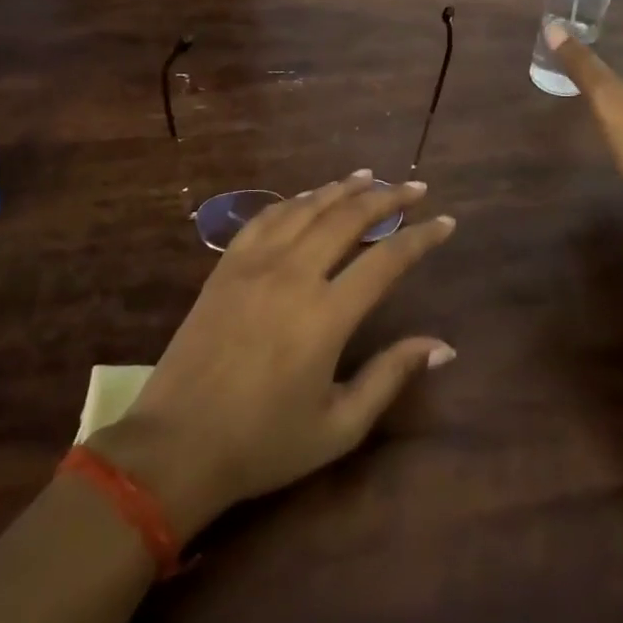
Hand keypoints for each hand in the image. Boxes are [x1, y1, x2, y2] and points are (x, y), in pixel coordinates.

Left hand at [87, 172, 455, 542]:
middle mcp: (293, 275)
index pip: (387, 260)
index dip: (421, 238)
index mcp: (325, 315)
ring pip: (307, 208)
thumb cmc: (263, 443)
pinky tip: (310, 196)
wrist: (176, 446)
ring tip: (370, 176)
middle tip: (415, 187)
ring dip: (342, 188)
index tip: (446, 222)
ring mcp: (255, 264)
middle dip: (388, 197)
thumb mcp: (339, 426)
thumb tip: (443, 346)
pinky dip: (296, 200)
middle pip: (348, 218)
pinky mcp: (226, 266)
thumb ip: (390, 376)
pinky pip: (266, 217)